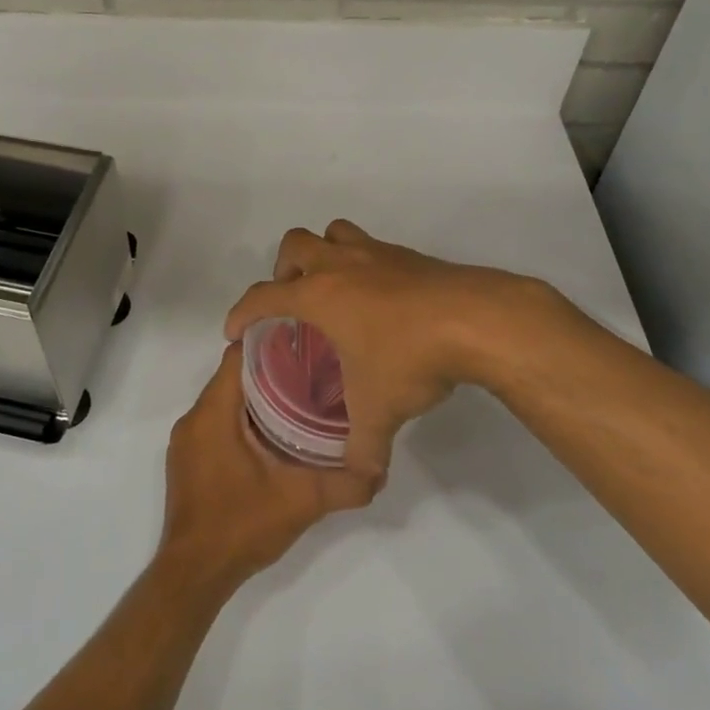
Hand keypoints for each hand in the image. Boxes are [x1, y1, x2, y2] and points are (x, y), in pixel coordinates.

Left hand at [157, 345, 376, 597]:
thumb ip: (343, 484)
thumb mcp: (301, 501)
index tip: (305, 343)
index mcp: (213, 413)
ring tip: (299, 399)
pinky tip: (274, 435)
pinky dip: (242, 419)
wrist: (194, 575)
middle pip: (233, 376)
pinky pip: (216, 422)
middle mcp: (194, 418)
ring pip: (225, 400)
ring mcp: (187, 441)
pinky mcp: (188, 460)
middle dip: (271, 370)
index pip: (238, 355)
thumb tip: (379, 470)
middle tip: (313, 372)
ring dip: (258, 397)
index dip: (271, 343)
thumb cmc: (241, 526)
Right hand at [224, 220, 585, 480]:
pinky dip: (363, 265)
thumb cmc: (410, 358)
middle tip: (293, 303)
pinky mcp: (409, 256)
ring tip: (332, 290)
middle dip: (284, 270)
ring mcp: (377, 254)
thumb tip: (361, 476)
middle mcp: (341, 265)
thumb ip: (363, 448)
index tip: (234, 331)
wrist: (475, 320)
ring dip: (324, 254)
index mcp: (319, 295)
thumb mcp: (379, 412)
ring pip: (335, 233)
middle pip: (294, 244)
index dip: (241, 312)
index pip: (263, 296)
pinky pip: (372, 248)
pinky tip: (380, 301)